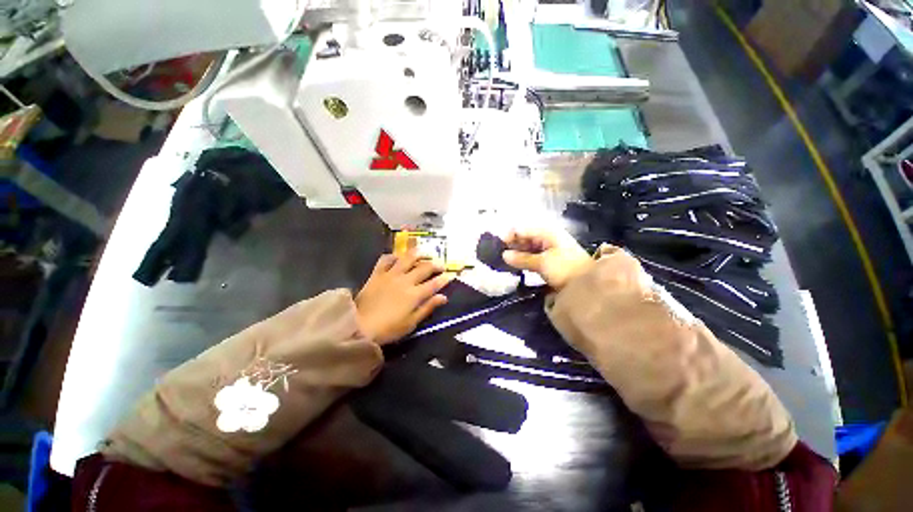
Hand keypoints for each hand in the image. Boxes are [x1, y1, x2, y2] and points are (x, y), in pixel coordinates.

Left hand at [355, 252, 452, 344]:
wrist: (359, 326)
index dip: (444, 279)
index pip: (434, 283)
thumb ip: (428, 307)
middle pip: (424, 268)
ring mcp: (391, 275)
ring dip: (418, 254)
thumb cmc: (389, 329)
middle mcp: (405, 281)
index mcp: (415, 294)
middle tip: (441, 265)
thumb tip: (443, 297)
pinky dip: (393, 256)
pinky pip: (386, 259)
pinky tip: (398, 257)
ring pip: (407, 258)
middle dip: (436, 265)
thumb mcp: (412, 323)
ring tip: (424, 253)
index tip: (450, 275)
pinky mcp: (377, 273)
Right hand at [502, 227, 593, 289]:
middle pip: (524, 237)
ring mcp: (547, 248)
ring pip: (526, 247)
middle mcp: (546, 237)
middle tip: (498, 253)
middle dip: (511, 244)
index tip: (497, 245)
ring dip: (516, 252)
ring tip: (503, 260)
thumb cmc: (565, 268)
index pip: (522, 229)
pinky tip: (514, 264)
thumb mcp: (542, 262)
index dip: (509, 235)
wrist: (589, 283)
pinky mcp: (548, 260)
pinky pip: (531, 256)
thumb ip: (522, 258)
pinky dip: (523, 259)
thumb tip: (504, 255)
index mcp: (546, 232)